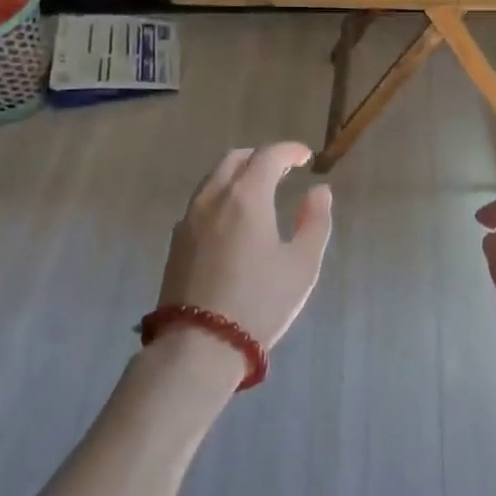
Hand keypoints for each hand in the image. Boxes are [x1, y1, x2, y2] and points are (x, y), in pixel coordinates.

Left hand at [159, 143, 334, 356]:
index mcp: (247, 196)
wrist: (200, 344)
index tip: (305, 157)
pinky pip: (201, 202)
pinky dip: (221, 196)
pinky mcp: (176, 241)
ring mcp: (189, 219)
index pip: (268, 156)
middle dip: (261, 158)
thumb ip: (315, 221)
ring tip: (259, 193)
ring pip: (213, 179)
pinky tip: (233, 220)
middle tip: (283, 170)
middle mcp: (213, 198)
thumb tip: (319, 191)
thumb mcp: (302, 264)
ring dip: (238, 175)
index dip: (289, 150)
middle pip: (235, 160)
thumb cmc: (260, 302)